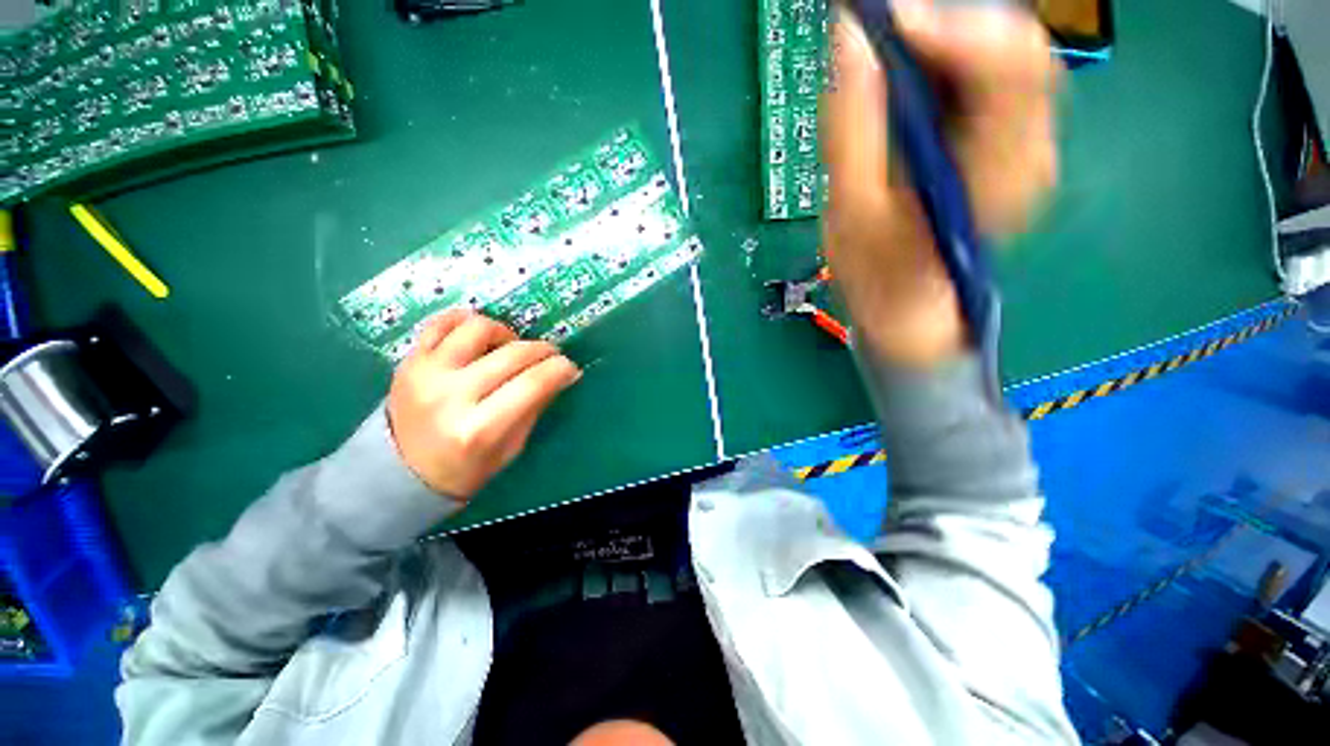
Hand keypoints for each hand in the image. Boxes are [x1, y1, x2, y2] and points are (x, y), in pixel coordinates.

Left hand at [386, 309, 581, 500]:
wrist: (401, 473)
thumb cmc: (465, 468)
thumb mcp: (511, 448)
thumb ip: (535, 406)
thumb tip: (564, 374)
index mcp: (479, 429)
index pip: (533, 383)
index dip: (560, 369)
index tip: (570, 368)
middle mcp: (450, 396)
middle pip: (513, 354)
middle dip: (543, 350)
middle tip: (551, 357)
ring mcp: (425, 374)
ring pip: (478, 327)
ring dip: (506, 333)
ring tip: (510, 348)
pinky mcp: (409, 361)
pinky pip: (441, 322)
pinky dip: (467, 321)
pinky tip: (480, 337)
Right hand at [822, 0, 1059, 365]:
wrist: (907, 308)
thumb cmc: (876, 273)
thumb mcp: (850, 210)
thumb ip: (851, 129)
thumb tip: (849, 41)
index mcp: (996, 177)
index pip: (1008, 67)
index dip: (951, 26)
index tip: (885, 19)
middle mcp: (1030, 154)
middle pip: (1014, 50)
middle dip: (944, 28)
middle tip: (880, 35)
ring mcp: (1028, 149)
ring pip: (1006, 58)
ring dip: (945, 45)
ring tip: (890, 62)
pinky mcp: (1011, 147)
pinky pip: (994, 81)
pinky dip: (952, 65)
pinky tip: (913, 86)